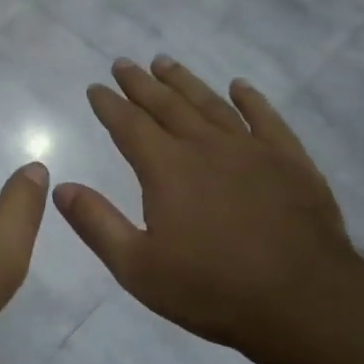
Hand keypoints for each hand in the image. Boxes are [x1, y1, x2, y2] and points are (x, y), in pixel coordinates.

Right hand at [54, 57, 354, 351]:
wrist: (303, 301)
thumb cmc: (212, 289)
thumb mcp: (138, 268)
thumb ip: (97, 224)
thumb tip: (61, 187)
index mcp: (167, 169)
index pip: (129, 125)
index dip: (109, 104)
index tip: (95, 87)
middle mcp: (205, 147)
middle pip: (167, 105)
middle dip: (141, 83)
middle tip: (123, 63)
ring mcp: (251, 150)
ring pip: (211, 104)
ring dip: (185, 82)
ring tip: (165, 62)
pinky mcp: (289, 160)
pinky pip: (266, 118)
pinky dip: (250, 99)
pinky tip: (239, 86)